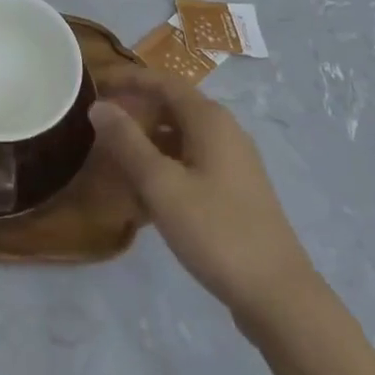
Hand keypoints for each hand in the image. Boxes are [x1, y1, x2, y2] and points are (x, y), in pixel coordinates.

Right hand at [91, 67, 316, 329]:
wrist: (277, 294)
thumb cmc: (216, 231)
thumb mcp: (162, 185)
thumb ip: (128, 142)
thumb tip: (100, 105)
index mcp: (209, 119)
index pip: (163, 82)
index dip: (129, 80)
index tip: (97, 85)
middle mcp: (224, 131)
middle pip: (172, 107)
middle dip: (136, 112)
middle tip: (100, 126)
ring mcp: (233, 162)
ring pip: (181, 137)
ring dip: (148, 142)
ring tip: (114, 160)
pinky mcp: (235, 190)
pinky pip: (191, 162)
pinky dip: (165, 167)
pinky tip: (144, 195)